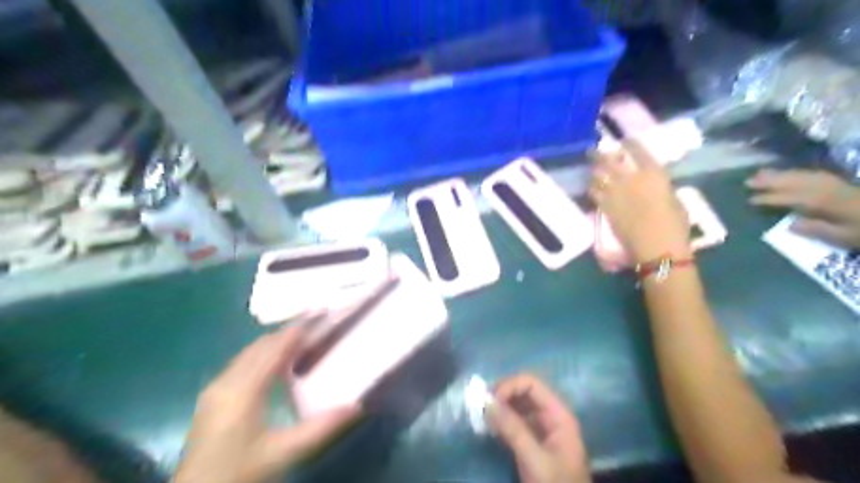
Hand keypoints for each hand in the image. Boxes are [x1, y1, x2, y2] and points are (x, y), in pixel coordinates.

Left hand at [174, 327, 359, 480]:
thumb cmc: (238, 474)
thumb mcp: (284, 453)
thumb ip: (321, 428)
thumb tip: (357, 406)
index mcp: (244, 391)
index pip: (274, 349)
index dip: (296, 331)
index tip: (319, 316)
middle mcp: (226, 382)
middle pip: (260, 346)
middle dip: (287, 332)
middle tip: (315, 325)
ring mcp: (215, 388)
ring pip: (248, 353)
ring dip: (274, 342)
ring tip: (301, 339)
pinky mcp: (211, 397)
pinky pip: (241, 363)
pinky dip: (262, 354)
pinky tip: (275, 363)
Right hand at [483, 375, 591, 482]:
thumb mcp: (534, 459)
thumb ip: (512, 429)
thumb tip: (487, 401)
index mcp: (559, 414)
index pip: (532, 384)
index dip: (509, 386)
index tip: (489, 401)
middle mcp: (551, 416)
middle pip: (524, 392)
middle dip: (502, 396)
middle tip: (480, 407)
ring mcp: (542, 429)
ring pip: (518, 406)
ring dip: (500, 408)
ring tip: (482, 417)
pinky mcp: (533, 442)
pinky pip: (515, 422)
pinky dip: (501, 421)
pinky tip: (490, 428)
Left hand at [588, 140, 689, 264]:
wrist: (657, 248)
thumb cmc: (675, 225)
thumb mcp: (673, 198)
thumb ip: (659, 186)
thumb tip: (649, 182)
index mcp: (653, 173)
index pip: (637, 150)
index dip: (628, 143)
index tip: (623, 140)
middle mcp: (630, 179)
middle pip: (608, 160)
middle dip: (599, 154)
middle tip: (594, 151)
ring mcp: (614, 193)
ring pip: (597, 175)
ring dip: (594, 170)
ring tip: (593, 168)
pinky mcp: (604, 208)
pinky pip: (593, 192)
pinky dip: (592, 187)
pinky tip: (593, 186)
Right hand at [748, 168, 859, 245]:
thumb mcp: (845, 238)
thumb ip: (818, 230)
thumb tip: (789, 223)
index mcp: (830, 203)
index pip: (794, 198)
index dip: (772, 198)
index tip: (750, 199)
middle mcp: (832, 189)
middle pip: (798, 181)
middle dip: (772, 180)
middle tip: (748, 180)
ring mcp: (839, 184)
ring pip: (805, 175)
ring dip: (781, 174)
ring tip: (761, 173)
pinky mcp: (844, 184)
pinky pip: (816, 174)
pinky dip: (798, 173)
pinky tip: (789, 174)